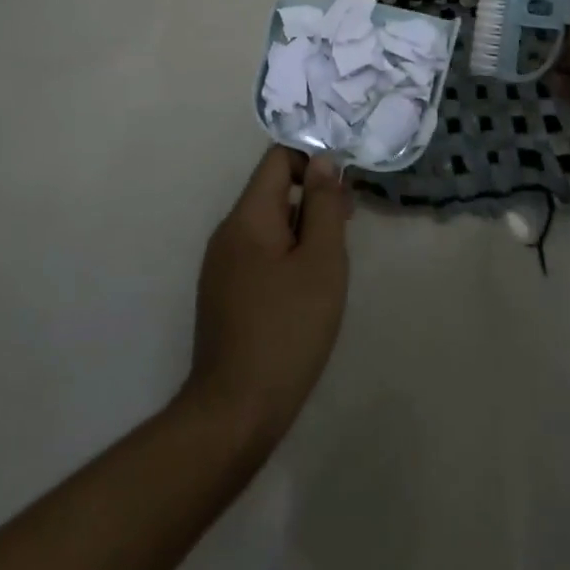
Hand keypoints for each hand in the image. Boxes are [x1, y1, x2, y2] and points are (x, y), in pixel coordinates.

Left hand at [186, 146, 350, 449]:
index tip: (344, 190)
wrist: (234, 412)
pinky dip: (286, 253)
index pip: (277, 158)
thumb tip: (322, 161)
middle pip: (272, 189)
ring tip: (332, 261)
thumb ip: (323, 206)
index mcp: (247, 216)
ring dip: (302, 227)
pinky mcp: (224, 292)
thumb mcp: (321, 262)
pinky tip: (307, 288)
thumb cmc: (287, 330)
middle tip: (348, 225)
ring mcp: (221, 264)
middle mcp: (228, 231)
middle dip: (312, 196)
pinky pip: (259, 251)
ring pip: (268, 223)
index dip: (313, 160)